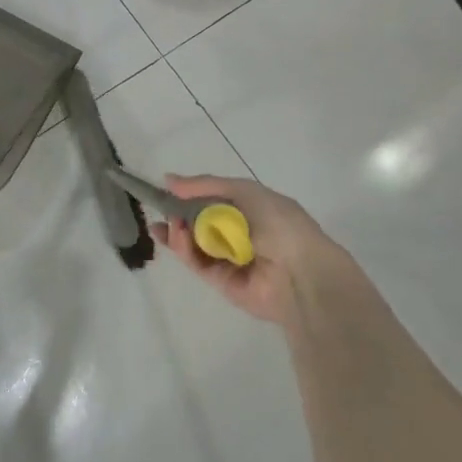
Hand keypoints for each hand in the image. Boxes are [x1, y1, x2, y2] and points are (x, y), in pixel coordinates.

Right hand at [150, 175, 350, 323]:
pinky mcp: (221, 282)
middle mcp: (241, 234)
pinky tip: (177, 235)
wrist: (300, 273)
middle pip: (201, 222)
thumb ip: (206, 185)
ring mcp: (230, 259)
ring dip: (179, 231)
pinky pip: (197, 263)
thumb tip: (169, 179)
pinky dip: (184, 249)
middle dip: (179, 214)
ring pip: (195, 243)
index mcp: (253, 209)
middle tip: (161, 208)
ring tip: (169, 223)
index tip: (168, 189)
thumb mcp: (244, 191)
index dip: (191, 194)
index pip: (216, 199)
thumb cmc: (278, 223)